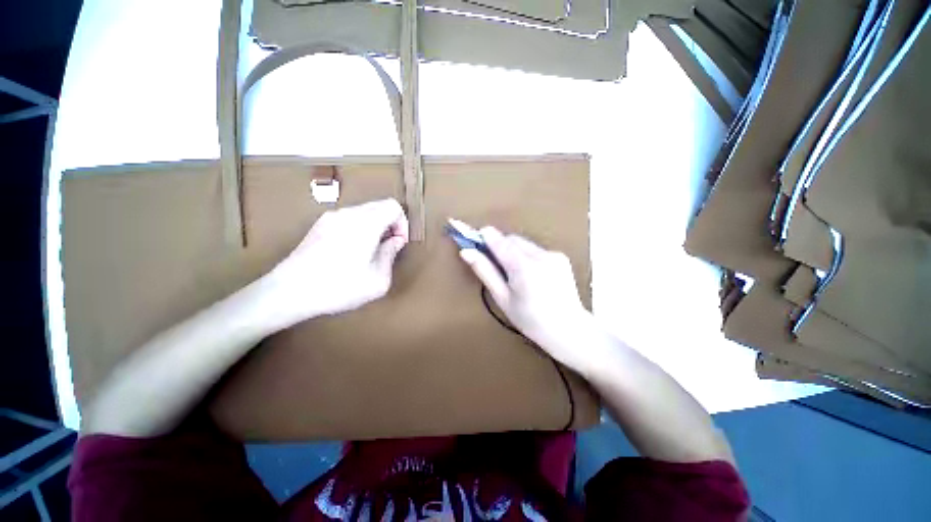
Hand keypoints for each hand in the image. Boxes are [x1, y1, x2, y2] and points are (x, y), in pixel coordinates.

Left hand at [264, 199, 408, 323]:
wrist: (290, 291)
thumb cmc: (339, 287)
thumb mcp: (378, 279)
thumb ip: (391, 255)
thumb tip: (395, 241)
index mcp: (366, 223)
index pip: (393, 207)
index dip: (402, 224)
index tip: (399, 243)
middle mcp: (348, 214)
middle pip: (379, 206)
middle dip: (390, 224)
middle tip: (388, 247)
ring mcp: (331, 217)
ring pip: (364, 211)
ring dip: (375, 226)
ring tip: (371, 250)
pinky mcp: (320, 225)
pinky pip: (349, 218)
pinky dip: (360, 228)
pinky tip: (353, 251)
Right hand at [458, 226, 590, 364]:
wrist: (569, 330)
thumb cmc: (531, 320)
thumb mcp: (503, 298)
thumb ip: (485, 271)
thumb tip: (466, 252)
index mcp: (523, 266)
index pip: (498, 240)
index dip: (482, 235)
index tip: (471, 234)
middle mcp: (540, 254)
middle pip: (511, 239)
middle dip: (499, 246)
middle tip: (493, 263)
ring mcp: (553, 254)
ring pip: (524, 243)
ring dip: (513, 251)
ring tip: (514, 274)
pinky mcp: (561, 257)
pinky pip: (536, 250)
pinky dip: (527, 256)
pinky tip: (531, 275)